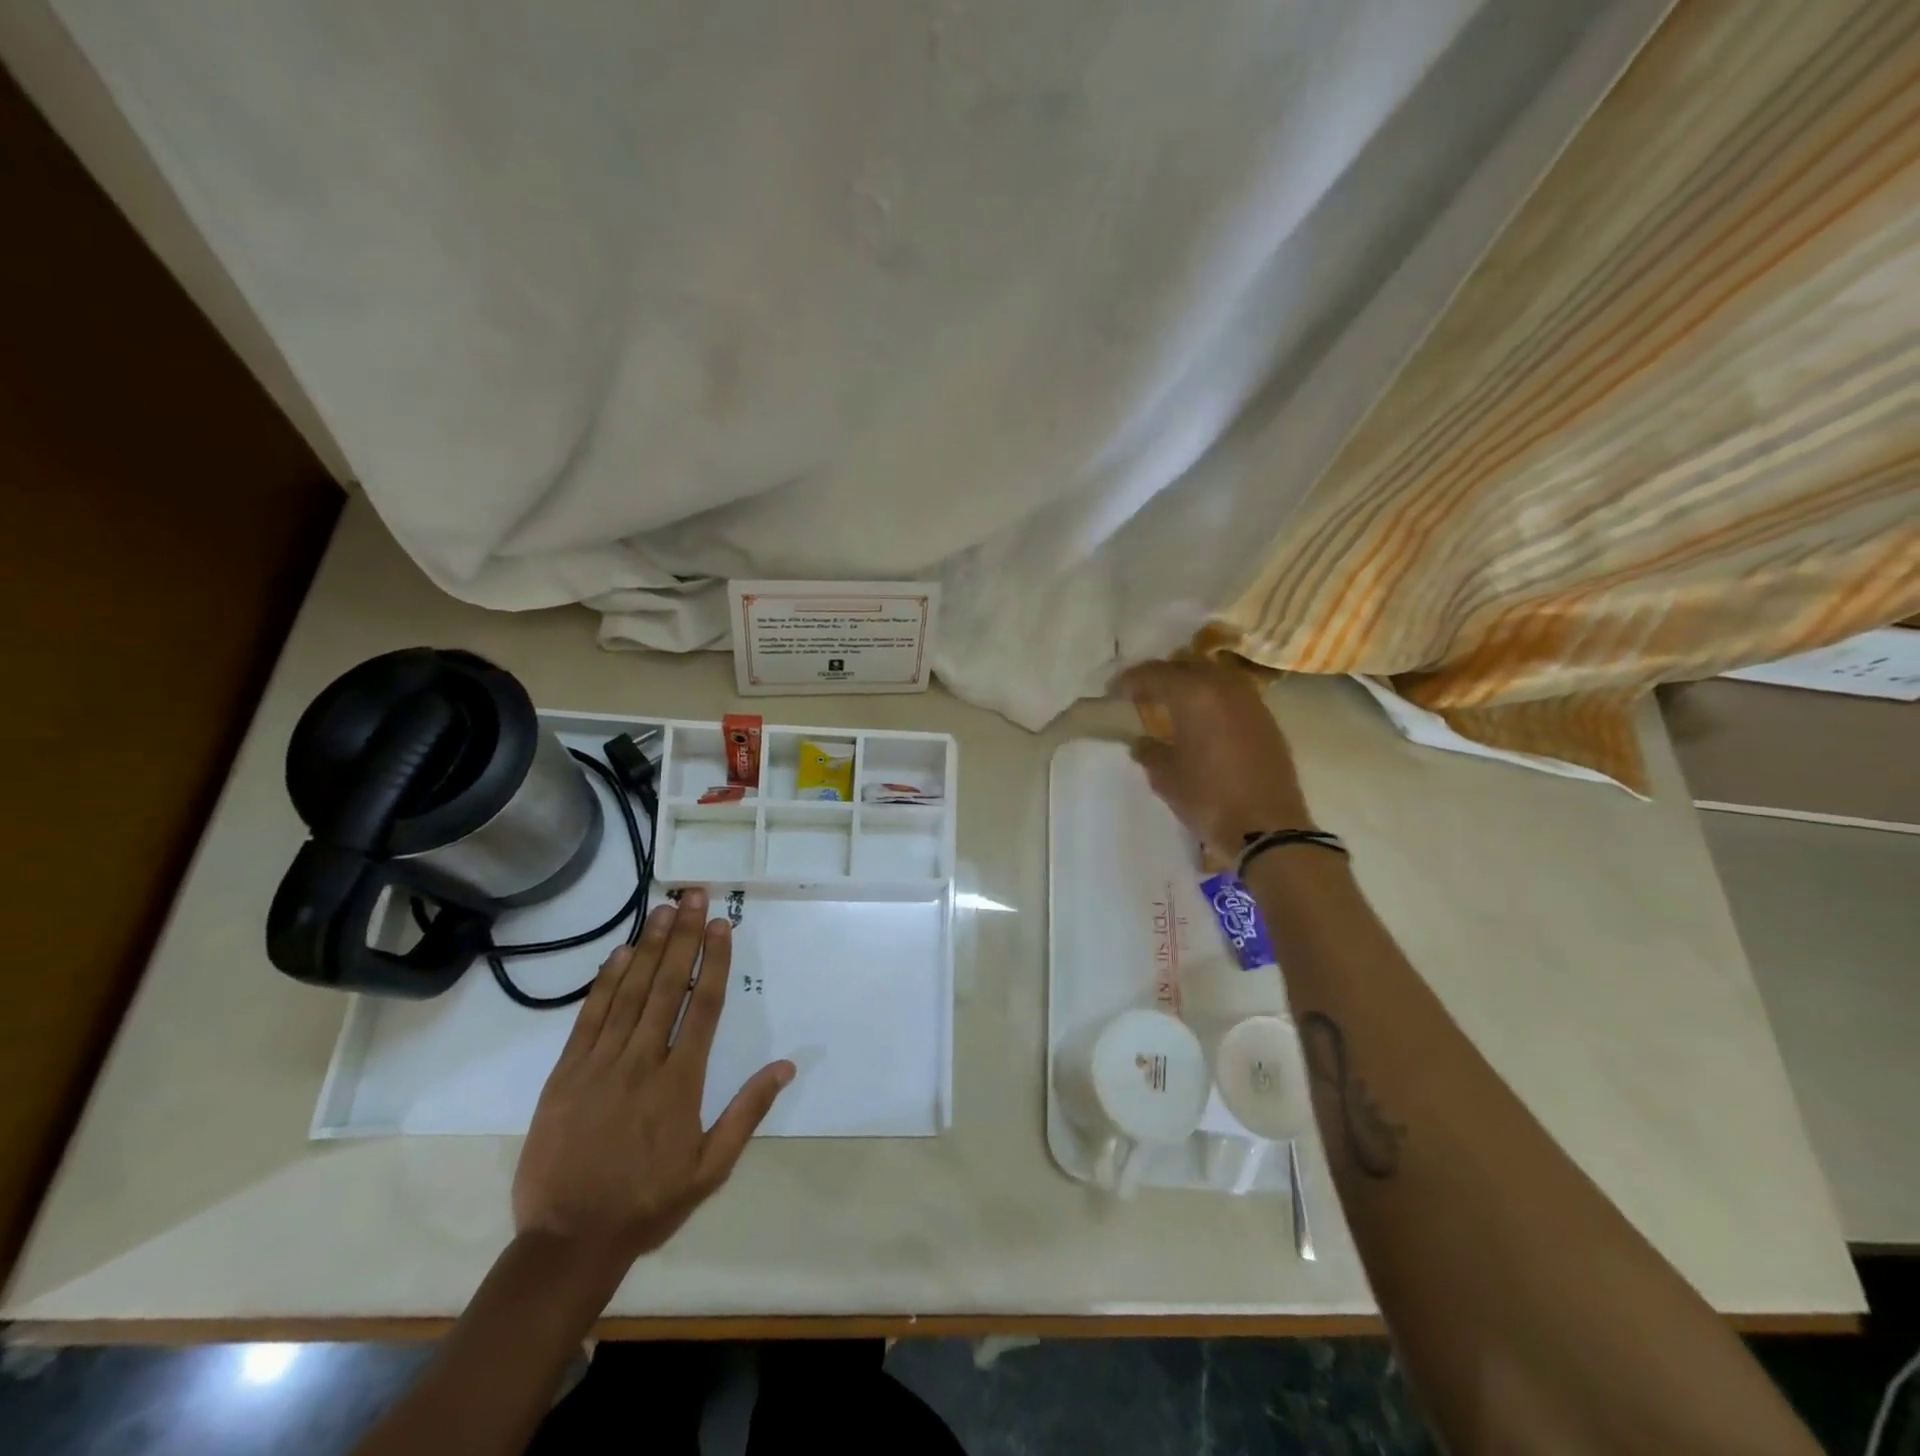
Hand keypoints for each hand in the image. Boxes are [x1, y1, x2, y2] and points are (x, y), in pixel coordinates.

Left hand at [511, 889, 793, 1288]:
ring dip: (649, 947)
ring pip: (629, 993)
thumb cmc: (648, 1202)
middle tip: (692, 895)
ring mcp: (600, 1064)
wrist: (567, 1242)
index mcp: (680, 1082)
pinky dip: (606, 982)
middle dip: (683, 937)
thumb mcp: (711, 1168)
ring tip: (663, 910)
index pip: (704, 1006)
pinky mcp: (565, 1074)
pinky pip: (589, 1017)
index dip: (714, 961)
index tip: (721, 925)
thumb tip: (785, 1066)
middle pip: (668, 986)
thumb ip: (747, 1113)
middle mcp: (642, 1061)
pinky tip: (620, 954)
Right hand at [1112, 657, 1316, 853]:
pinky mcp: (1266, 719)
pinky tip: (1202, 718)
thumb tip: (1142, 742)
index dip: (1130, 680)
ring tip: (1172, 702)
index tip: (1113, 692)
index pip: (1154, 673)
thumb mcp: (1166, 777)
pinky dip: (1212, 697)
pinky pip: (1232, 693)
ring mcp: (1250, 700)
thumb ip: (1149, 752)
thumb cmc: (1208, 798)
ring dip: (1190, 682)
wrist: (1267, 826)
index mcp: (1193, 694)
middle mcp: (1223, 686)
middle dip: (1161, 675)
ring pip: (1213, 675)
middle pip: (1186, 665)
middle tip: (1142, 693)